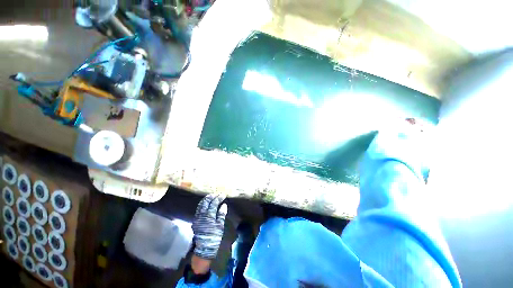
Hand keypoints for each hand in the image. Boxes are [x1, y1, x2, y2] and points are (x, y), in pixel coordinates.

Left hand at [192, 194, 227, 259]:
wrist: (204, 248)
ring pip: (201, 205)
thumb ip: (221, 214)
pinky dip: (202, 204)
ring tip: (211, 196)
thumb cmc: (214, 237)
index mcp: (209, 216)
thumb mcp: (220, 226)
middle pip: (206, 202)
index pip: (214, 203)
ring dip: (206, 199)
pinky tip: (205, 204)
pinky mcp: (195, 221)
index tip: (223, 195)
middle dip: (211, 197)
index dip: (219, 198)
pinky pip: (198, 209)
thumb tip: (224, 205)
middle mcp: (202, 215)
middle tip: (216, 194)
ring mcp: (197, 217)